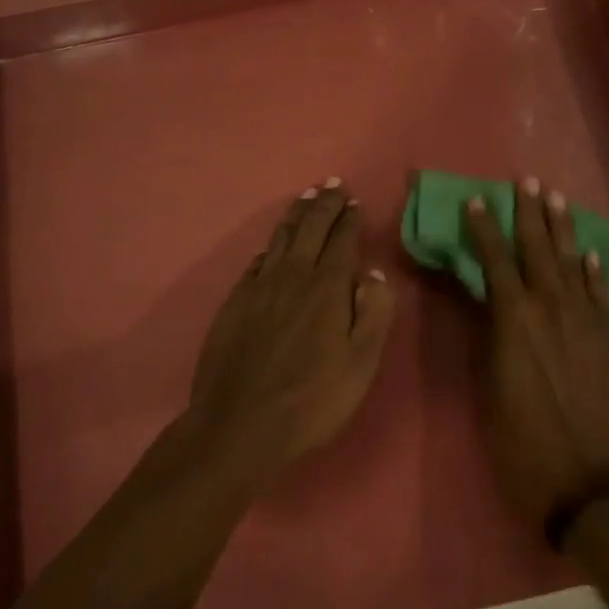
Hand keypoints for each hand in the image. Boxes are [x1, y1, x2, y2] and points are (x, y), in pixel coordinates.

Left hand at [186, 179, 396, 485]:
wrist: (240, 424)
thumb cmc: (312, 399)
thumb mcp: (361, 363)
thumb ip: (374, 312)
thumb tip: (374, 271)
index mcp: (327, 288)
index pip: (342, 241)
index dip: (349, 219)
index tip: (354, 201)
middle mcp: (293, 276)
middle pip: (310, 230)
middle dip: (324, 205)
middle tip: (332, 184)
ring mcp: (259, 287)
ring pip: (280, 239)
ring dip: (295, 216)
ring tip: (305, 198)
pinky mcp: (235, 303)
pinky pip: (256, 262)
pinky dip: (268, 247)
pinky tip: (270, 247)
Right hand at [463, 179, 608, 527]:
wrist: (592, 485)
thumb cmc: (524, 445)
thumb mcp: (489, 392)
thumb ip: (489, 341)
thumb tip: (484, 306)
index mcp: (515, 322)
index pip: (495, 262)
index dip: (484, 229)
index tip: (476, 201)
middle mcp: (551, 311)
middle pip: (538, 251)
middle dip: (529, 214)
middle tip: (527, 181)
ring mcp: (585, 323)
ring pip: (572, 263)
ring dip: (563, 229)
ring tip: (557, 199)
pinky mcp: (608, 341)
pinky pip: (600, 295)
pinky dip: (594, 271)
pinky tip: (590, 253)